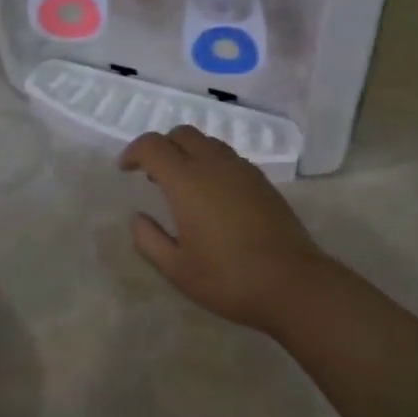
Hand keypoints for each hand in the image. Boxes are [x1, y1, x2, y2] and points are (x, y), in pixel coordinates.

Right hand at [119, 126, 331, 332]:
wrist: (291, 282)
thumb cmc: (228, 279)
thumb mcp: (177, 269)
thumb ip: (149, 239)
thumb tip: (138, 217)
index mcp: (187, 181)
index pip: (153, 145)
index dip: (134, 151)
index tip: (125, 170)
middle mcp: (214, 164)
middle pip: (182, 134)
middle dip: (161, 146)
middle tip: (152, 175)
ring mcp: (242, 169)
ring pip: (208, 142)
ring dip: (188, 152)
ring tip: (182, 185)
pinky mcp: (261, 180)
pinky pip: (228, 157)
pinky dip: (210, 162)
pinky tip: (212, 195)